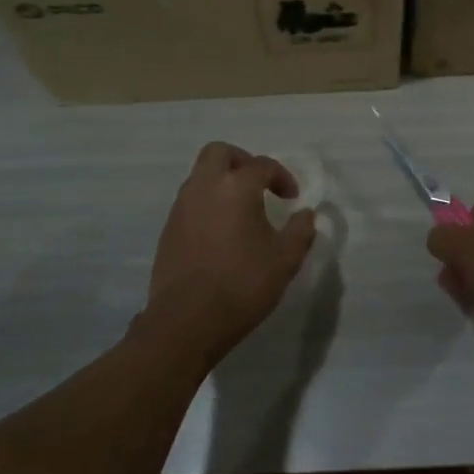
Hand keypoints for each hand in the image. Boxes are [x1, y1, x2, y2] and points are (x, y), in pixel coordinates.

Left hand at [143, 142, 316, 357]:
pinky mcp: (168, 229)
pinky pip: (190, 202)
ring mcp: (181, 207)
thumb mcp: (285, 259)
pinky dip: (208, 205)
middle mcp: (204, 187)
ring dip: (222, 183)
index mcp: (235, 187)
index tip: (292, 199)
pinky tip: (222, 233)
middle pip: (219, 153)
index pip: (262, 165)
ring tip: (242, 211)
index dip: (282, 177)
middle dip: (242, 161)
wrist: (187, 320)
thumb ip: (300, 231)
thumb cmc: (242, 284)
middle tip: (259, 184)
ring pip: (200, 176)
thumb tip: (305, 215)